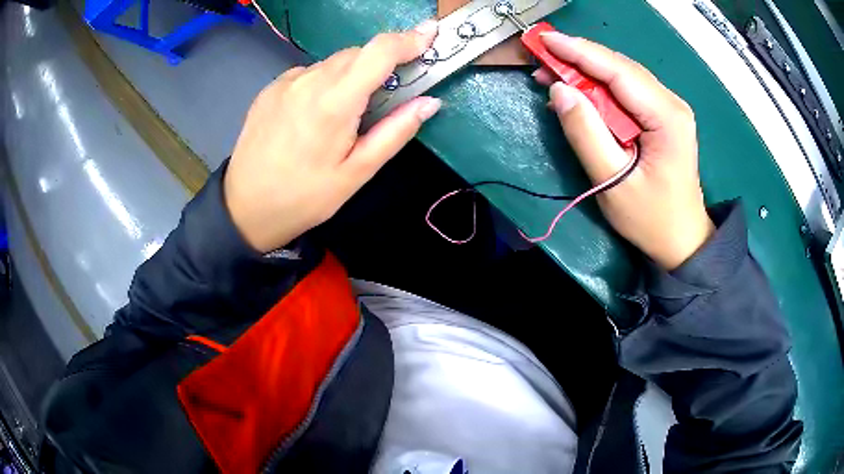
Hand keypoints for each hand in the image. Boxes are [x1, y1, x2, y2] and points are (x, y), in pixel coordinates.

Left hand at [224, 21, 441, 252]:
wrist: (245, 208)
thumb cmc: (304, 197)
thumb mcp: (356, 173)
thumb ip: (395, 132)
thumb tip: (429, 103)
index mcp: (334, 102)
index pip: (378, 52)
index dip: (409, 39)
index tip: (429, 36)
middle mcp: (308, 81)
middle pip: (357, 54)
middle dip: (379, 64)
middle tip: (387, 94)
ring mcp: (285, 82)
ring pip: (332, 63)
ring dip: (350, 76)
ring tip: (344, 115)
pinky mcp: (270, 88)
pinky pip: (309, 74)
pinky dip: (324, 84)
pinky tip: (314, 115)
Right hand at [534, 33, 713, 269]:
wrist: (682, 240)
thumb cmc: (651, 218)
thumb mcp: (613, 181)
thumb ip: (585, 133)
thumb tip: (559, 90)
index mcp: (666, 116)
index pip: (617, 70)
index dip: (578, 51)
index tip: (544, 40)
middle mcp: (671, 103)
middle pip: (619, 68)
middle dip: (578, 59)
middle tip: (540, 61)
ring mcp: (669, 108)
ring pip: (622, 76)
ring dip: (586, 72)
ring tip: (552, 76)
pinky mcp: (662, 116)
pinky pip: (627, 91)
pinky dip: (600, 88)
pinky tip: (579, 93)